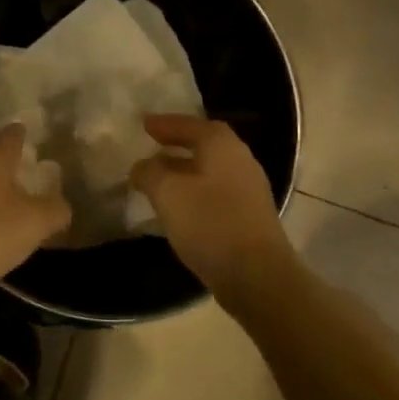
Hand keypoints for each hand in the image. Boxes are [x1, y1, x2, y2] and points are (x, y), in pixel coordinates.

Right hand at [131, 115, 297, 302]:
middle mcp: (240, 161)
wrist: (257, 276)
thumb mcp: (167, 192)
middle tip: (151, 146)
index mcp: (222, 146)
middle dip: (177, 145)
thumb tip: (142, 166)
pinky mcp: (248, 218)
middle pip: (205, 145)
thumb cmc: (210, 223)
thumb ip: (150, 173)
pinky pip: (215, 193)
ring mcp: (249, 191)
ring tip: (158, 178)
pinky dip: (194, 192)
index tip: (143, 124)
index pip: (191, 124)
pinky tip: (177, 207)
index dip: (166, 123)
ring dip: (184, 171)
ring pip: (210, 171)